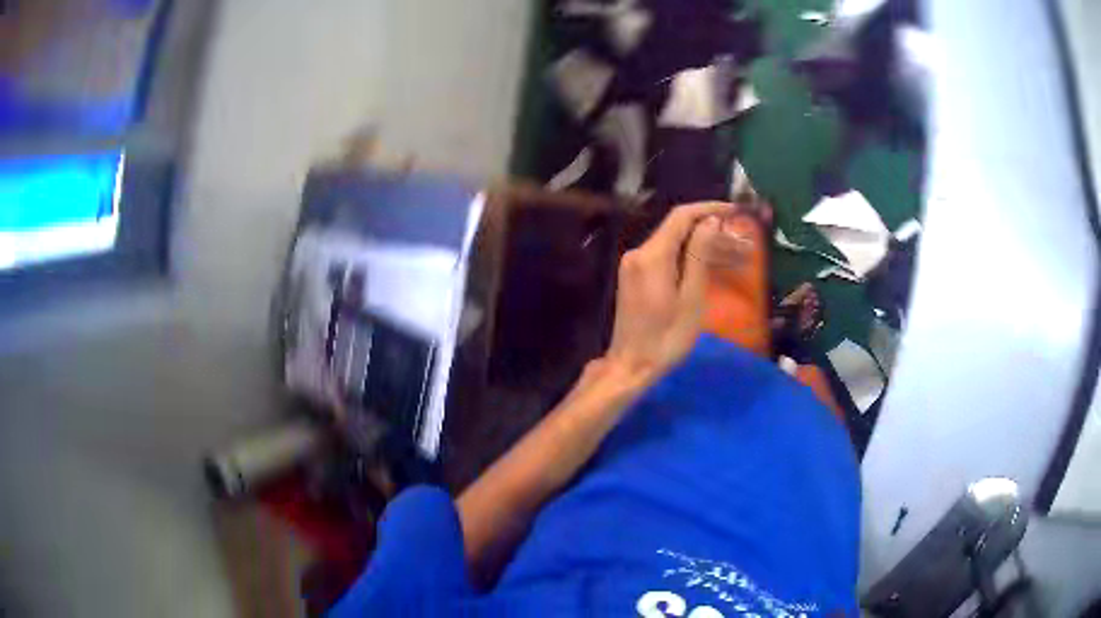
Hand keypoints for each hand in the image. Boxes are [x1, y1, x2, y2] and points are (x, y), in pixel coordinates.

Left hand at [603, 202, 733, 382]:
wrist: (631, 367)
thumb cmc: (666, 338)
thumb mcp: (691, 297)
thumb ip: (699, 255)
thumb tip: (710, 222)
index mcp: (652, 255)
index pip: (682, 216)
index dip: (710, 209)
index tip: (736, 213)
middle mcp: (640, 253)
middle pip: (680, 231)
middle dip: (715, 234)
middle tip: (747, 247)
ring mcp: (636, 265)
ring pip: (676, 245)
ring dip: (706, 249)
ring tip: (741, 260)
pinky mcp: (638, 278)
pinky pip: (668, 259)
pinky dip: (691, 261)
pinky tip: (716, 269)